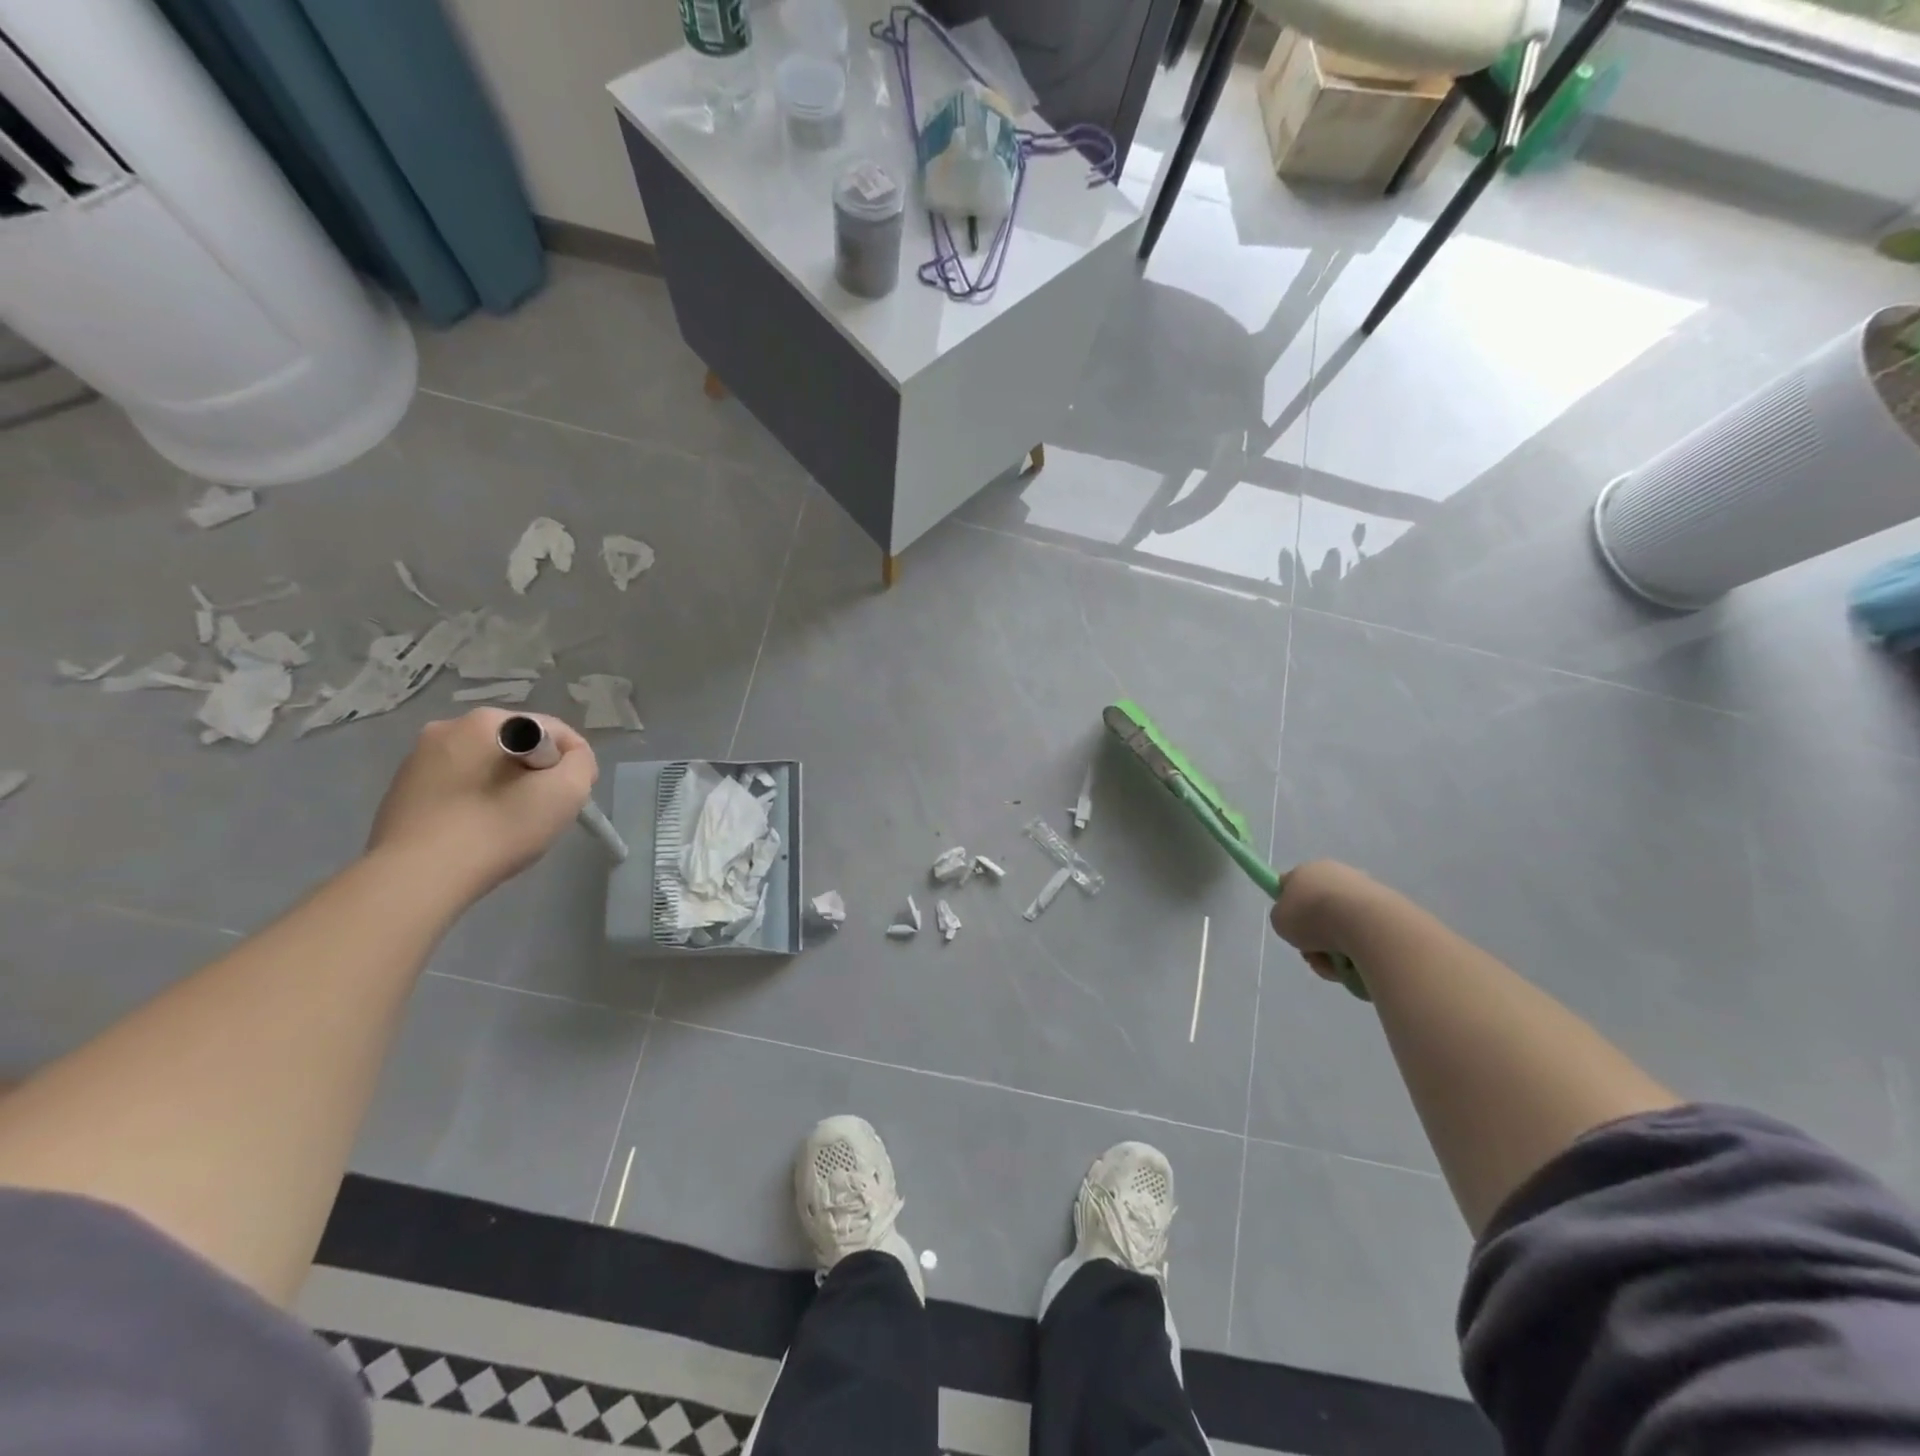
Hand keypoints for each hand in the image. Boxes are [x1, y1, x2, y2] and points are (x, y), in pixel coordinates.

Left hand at [367, 709, 598, 901]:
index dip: (572, 764)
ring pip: (485, 765)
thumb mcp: (567, 791)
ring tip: (505, 824)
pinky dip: (473, 800)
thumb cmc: (498, 827)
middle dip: (535, 774)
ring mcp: (418, 758)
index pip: (554, 732)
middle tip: (540, 812)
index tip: (572, 798)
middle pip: (518, 746)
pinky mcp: (401, 790)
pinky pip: (456, 785)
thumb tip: (570, 758)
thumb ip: (581, 762)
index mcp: (487, 721)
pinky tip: (474, 830)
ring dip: (503, 786)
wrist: (417, 878)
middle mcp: (448, 727)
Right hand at [1270, 859, 1385, 984]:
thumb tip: (1301, 923)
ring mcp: (1365, 891)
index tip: (1291, 925)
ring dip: (1335, 950)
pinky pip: (1365, 936)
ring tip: (1336, 966)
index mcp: (1307, 870)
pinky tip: (1357, 963)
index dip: (1286, 904)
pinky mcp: (1389, 910)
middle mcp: (1337, 875)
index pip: (1290, 884)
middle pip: (1318, 909)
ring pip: (1342, 927)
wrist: (1366, 925)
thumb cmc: (1313, 917)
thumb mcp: (1279, 921)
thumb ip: (1284, 919)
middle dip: (1315, 935)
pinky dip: (1359, 952)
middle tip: (1313, 953)